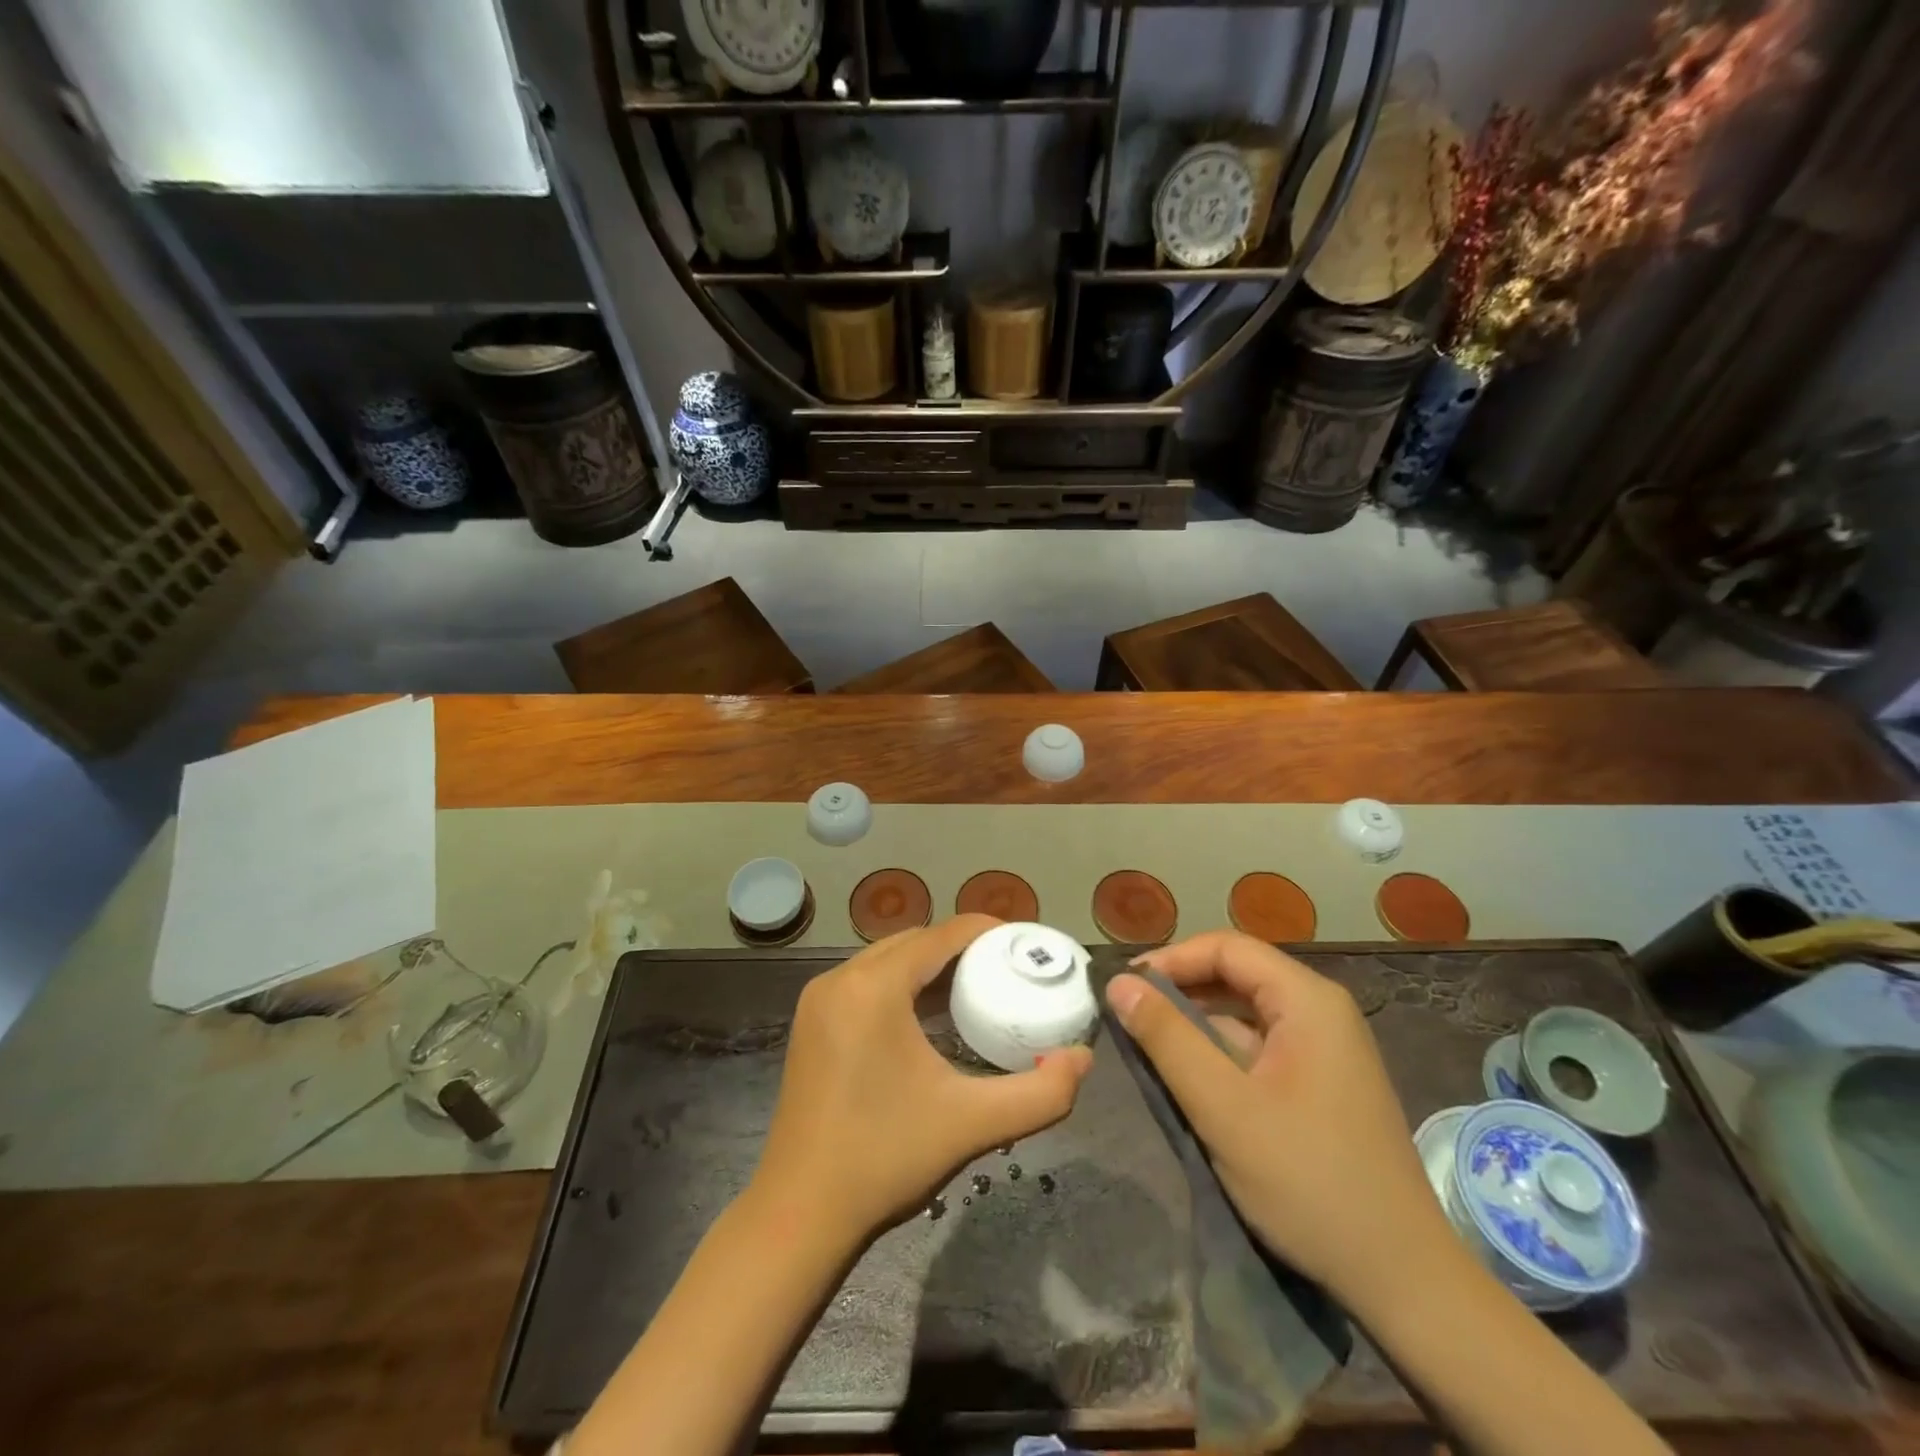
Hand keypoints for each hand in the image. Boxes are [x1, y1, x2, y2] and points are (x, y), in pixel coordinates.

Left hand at [752, 914, 1092, 1246]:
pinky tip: (931, 1015)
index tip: (1026, 944)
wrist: (799, 1214)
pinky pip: (867, 982)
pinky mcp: (812, 1022)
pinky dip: (902, 984)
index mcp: (872, 988)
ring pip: (887, 959)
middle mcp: (840, 979)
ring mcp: (819, 1000)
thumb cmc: (885, 1159)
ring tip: (978, 986)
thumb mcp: (972, 1124)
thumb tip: (1083, 1059)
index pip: (940, 936)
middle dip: (961, 946)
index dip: (986, 931)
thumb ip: (1040, 1093)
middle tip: (1008, 967)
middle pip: (913, 941)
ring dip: (930, 964)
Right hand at [1106, 931, 1453, 1311]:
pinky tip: (1190, 1077)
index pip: (1226, 948)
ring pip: (1246, 1013)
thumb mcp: (1223, 1107)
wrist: (1402, 1280)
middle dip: (1180, 990)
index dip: (1171, 960)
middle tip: (1129, 1015)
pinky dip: (1221, 1052)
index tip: (1125, 988)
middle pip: (1237, 975)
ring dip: (1197, 1023)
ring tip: (1148, 1044)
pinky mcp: (1322, 1083)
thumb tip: (1118, 983)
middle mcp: (1321, 1011)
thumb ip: (1167, 1038)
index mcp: (1308, 1001)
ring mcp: (1326, 1048)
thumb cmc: (1308, 1181)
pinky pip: (1261, 1046)